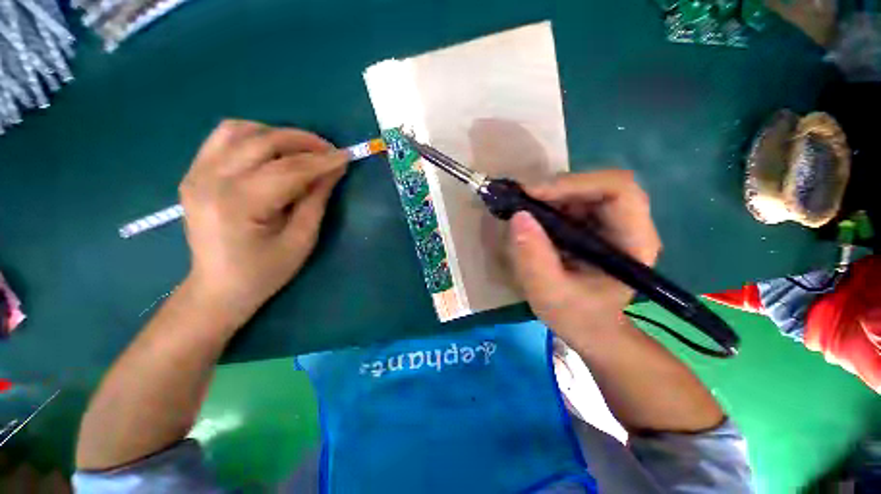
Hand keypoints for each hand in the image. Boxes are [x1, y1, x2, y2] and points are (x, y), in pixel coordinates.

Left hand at [179, 120, 347, 321]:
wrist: (218, 287)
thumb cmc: (265, 271)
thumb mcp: (301, 240)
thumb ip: (316, 199)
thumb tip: (334, 170)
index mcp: (239, 204)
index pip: (288, 170)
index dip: (322, 161)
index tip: (346, 155)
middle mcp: (211, 180)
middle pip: (263, 142)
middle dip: (303, 141)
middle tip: (330, 150)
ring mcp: (197, 173)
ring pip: (240, 130)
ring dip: (278, 134)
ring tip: (303, 149)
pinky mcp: (194, 172)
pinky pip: (224, 137)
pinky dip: (254, 135)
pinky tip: (273, 150)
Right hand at [508, 170, 660, 345]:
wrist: (590, 329)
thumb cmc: (578, 317)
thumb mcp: (549, 294)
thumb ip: (534, 259)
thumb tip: (518, 217)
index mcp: (633, 242)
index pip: (618, 190)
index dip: (574, 184)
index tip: (533, 195)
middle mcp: (628, 225)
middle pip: (598, 185)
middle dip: (557, 189)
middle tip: (522, 201)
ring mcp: (610, 224)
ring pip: (583, 191)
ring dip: (550, 196)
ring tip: (523, 210)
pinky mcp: (594, 226)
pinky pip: (572, 202)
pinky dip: (549, 204)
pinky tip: (533, 219)